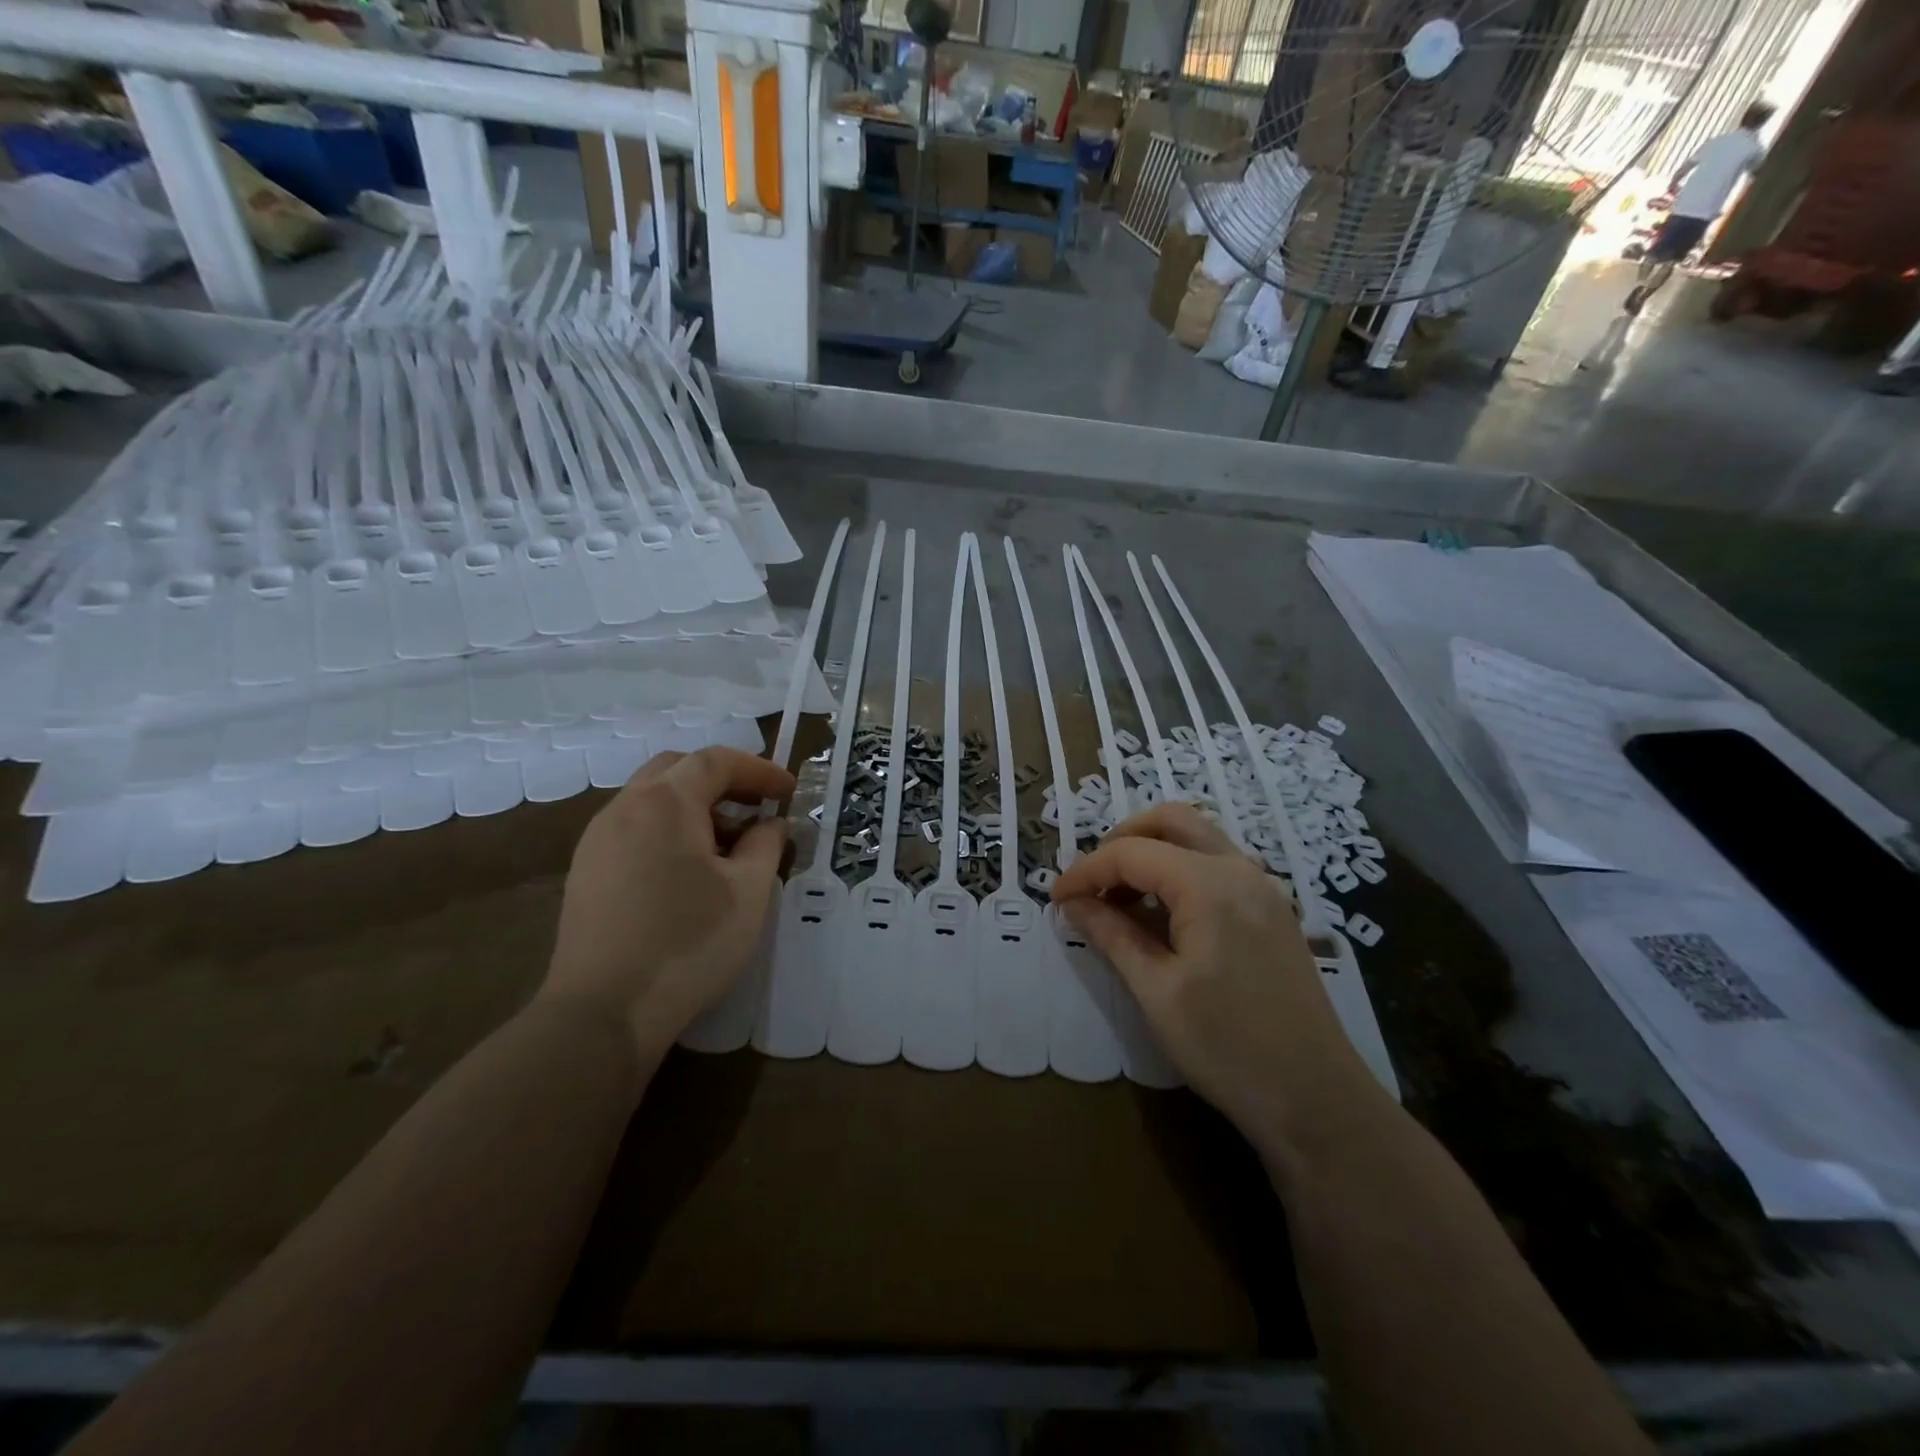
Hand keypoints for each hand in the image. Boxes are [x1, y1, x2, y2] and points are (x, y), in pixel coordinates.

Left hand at [542, 746, 794, 1060]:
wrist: (604, 1012)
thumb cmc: (689, 943)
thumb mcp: (749, 891)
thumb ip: (766, 844)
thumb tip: (770, 824)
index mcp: (665, 803)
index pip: (716, 761)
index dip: (759, 769)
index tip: (789, 790)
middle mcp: (624, 808)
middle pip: (677, 769)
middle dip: (722, 780)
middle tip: (756, 807)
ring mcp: (597, 841)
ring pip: (651, 800)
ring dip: (694, 806)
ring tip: (728, 845)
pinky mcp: (585, 873)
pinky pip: (633, 829)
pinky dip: (668, 830)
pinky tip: (688, 871)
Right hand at [1050, 804, 1370, 1139]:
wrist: (1317, 1101)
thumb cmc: (1227, 1048)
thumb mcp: (1156, 991)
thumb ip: (1112, 935)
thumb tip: (1073, 904)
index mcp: (1210, 885)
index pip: (1132, 853)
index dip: (1086, 871)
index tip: (1056, 900)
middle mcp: (1240, 871)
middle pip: (1171, 821)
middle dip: (1122, 840)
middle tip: (1092, 883)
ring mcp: (1263, 889)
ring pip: (1197, 839)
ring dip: (1152, 853)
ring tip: (1119, 900)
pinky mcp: (1271, 911)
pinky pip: (1217, 865)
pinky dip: (1180, 871)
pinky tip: (1160, 915)